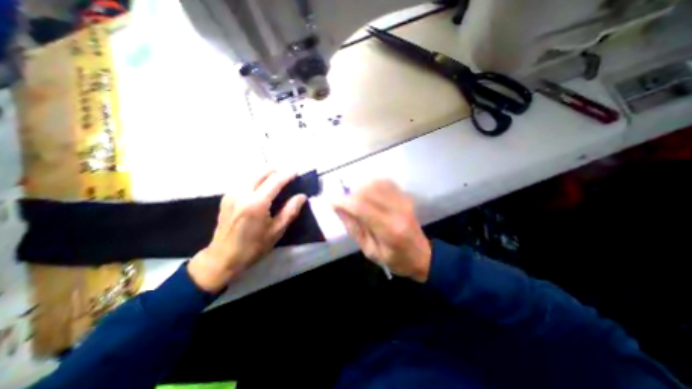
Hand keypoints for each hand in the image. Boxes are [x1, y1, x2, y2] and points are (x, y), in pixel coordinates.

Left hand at [188, 170, 306, 291]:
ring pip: (251, 174)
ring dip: (266, 174)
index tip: (296, 171)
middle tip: (287, 176)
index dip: (287, 174)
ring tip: (276, 181)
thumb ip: (290, 211)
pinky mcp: (226, 197)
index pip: (275, 180)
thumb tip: (302, 196)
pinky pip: (244, 181)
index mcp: (256, 203)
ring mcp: (231, 193)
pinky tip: (261, 188)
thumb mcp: (277, 231)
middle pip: (261, 172)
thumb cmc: (253, 246)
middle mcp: (242, 193)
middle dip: (276, 171)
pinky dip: (256, 179)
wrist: (223, 257)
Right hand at [333, 180, 430, 281]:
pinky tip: (366, 192)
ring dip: (360, 187)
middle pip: (368, 191)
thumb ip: (354, 229)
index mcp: (389, 229)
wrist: (423, 256)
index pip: (361, 207)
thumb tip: (339, 209)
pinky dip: (372, 183)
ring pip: (376, 183)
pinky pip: (385, 182)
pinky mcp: (405, 197)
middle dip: (349, 193)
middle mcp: (398, 210)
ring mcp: (404, 201)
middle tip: (342, 202)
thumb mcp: (370, 251)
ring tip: (353, 198)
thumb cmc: (396, 260)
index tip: (331, 202)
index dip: (343, 201)